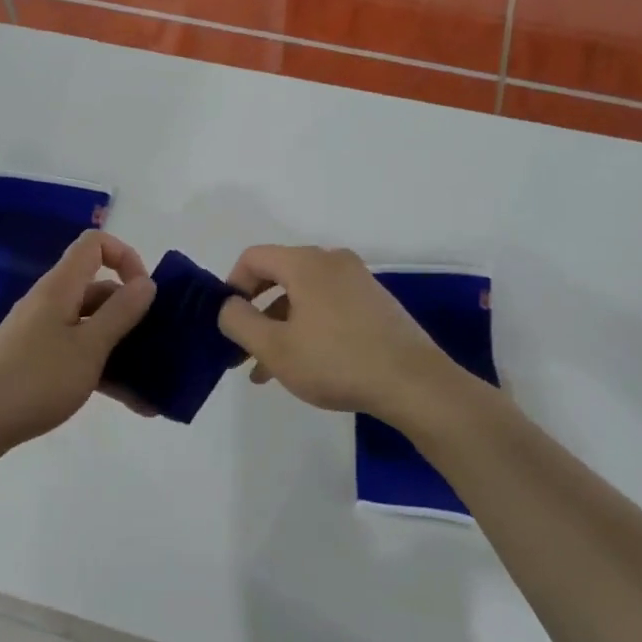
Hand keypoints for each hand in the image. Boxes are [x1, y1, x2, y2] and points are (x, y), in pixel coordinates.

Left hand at [0, 230, 156, 458]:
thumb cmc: (36, 380)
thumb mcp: (88, 348)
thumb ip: (120, 313)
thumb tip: (146, 281)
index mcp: (60, 287)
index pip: (94, 245)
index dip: (125, 257)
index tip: (145, 292)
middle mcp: (51, 302)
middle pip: (98, 290)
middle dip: (132, 313)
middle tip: (158, 344)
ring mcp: (42, 332)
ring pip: (92, 327)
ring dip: (123, 349)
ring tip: (152, 386)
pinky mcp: (37, 360)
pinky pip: (79, 353)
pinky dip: (104, 370)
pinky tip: (131, 402)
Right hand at [217, 245, 459, 420]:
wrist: (414, 383)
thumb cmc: (336, 361)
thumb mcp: (275, 347)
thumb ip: (239, 321)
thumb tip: (227, 305)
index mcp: (306, 263)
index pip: (254, 257)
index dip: (231, 286)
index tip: (226, 321)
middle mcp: (332, 262)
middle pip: (279, 276)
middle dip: (254, 313)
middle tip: (240, 349)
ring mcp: (358, 281)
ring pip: (303, 297)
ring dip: (279, 327)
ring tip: (265, 371)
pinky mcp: (375, 303)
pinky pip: (327, 307)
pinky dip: (307, 328)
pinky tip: (301, 366)